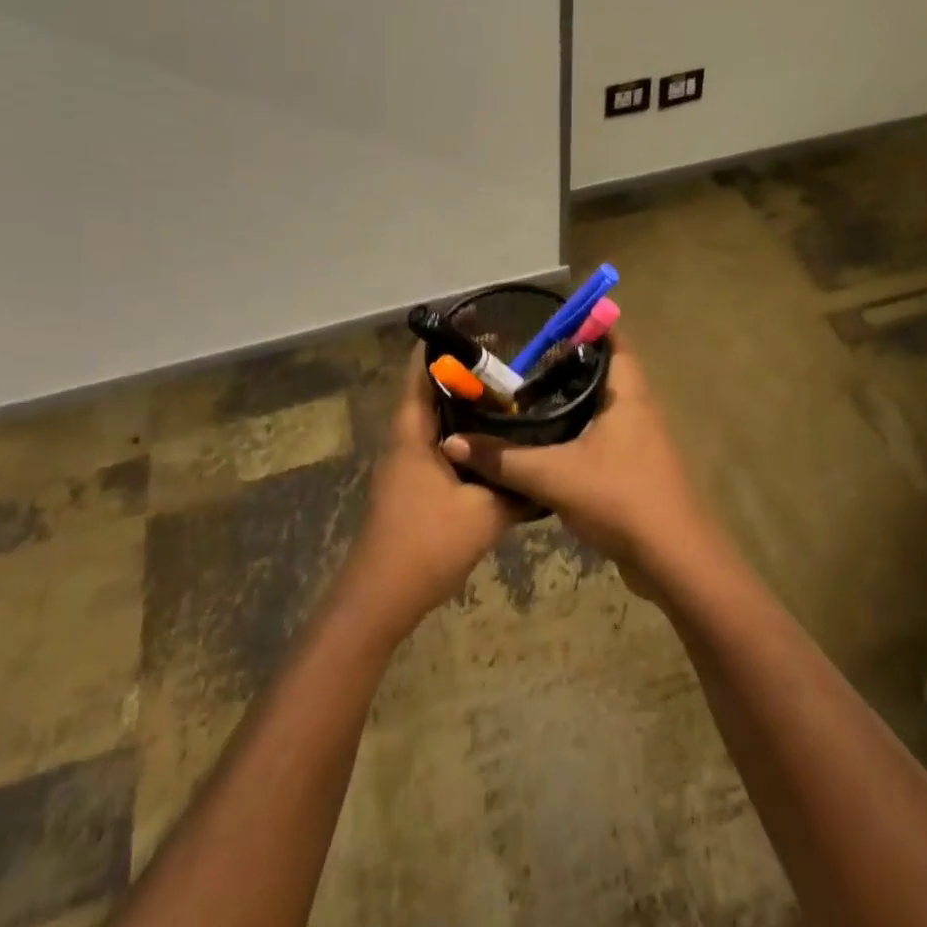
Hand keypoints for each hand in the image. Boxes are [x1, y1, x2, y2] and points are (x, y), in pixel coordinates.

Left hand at [341, 347, 524, 635]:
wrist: (381, 599)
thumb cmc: (426, 545)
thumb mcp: (483, 514)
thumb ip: (515, 487)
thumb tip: (545, 470)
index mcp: (412, 434)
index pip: (421, 372)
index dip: (444, 345)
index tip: (479, 328)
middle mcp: (405, 440)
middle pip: (430, 392)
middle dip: (465, 374)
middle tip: (509, 363)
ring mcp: (405, 464)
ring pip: (436, 421)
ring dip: (465, 407)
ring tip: (509, 398)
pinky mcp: (412, 485)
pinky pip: (440, 445)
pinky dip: (464, 435)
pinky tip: (496, 445)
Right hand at [440, 336, 712, 580]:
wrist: (674, 562)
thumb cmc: (622, 499)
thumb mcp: (554, 476)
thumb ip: (503, 460)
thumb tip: (453, 443)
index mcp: (629, 394)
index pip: (613, 340)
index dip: (585, 325)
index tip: (546, 322)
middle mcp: (639, 408)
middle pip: (603, 371)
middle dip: (566, 364)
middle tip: (522, 360)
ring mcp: (640, 440)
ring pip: (601, 407)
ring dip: (570, 401)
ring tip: (525, 397)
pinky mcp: (635, 469)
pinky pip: (601, 437)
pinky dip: (575, 431)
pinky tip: (544, 443)